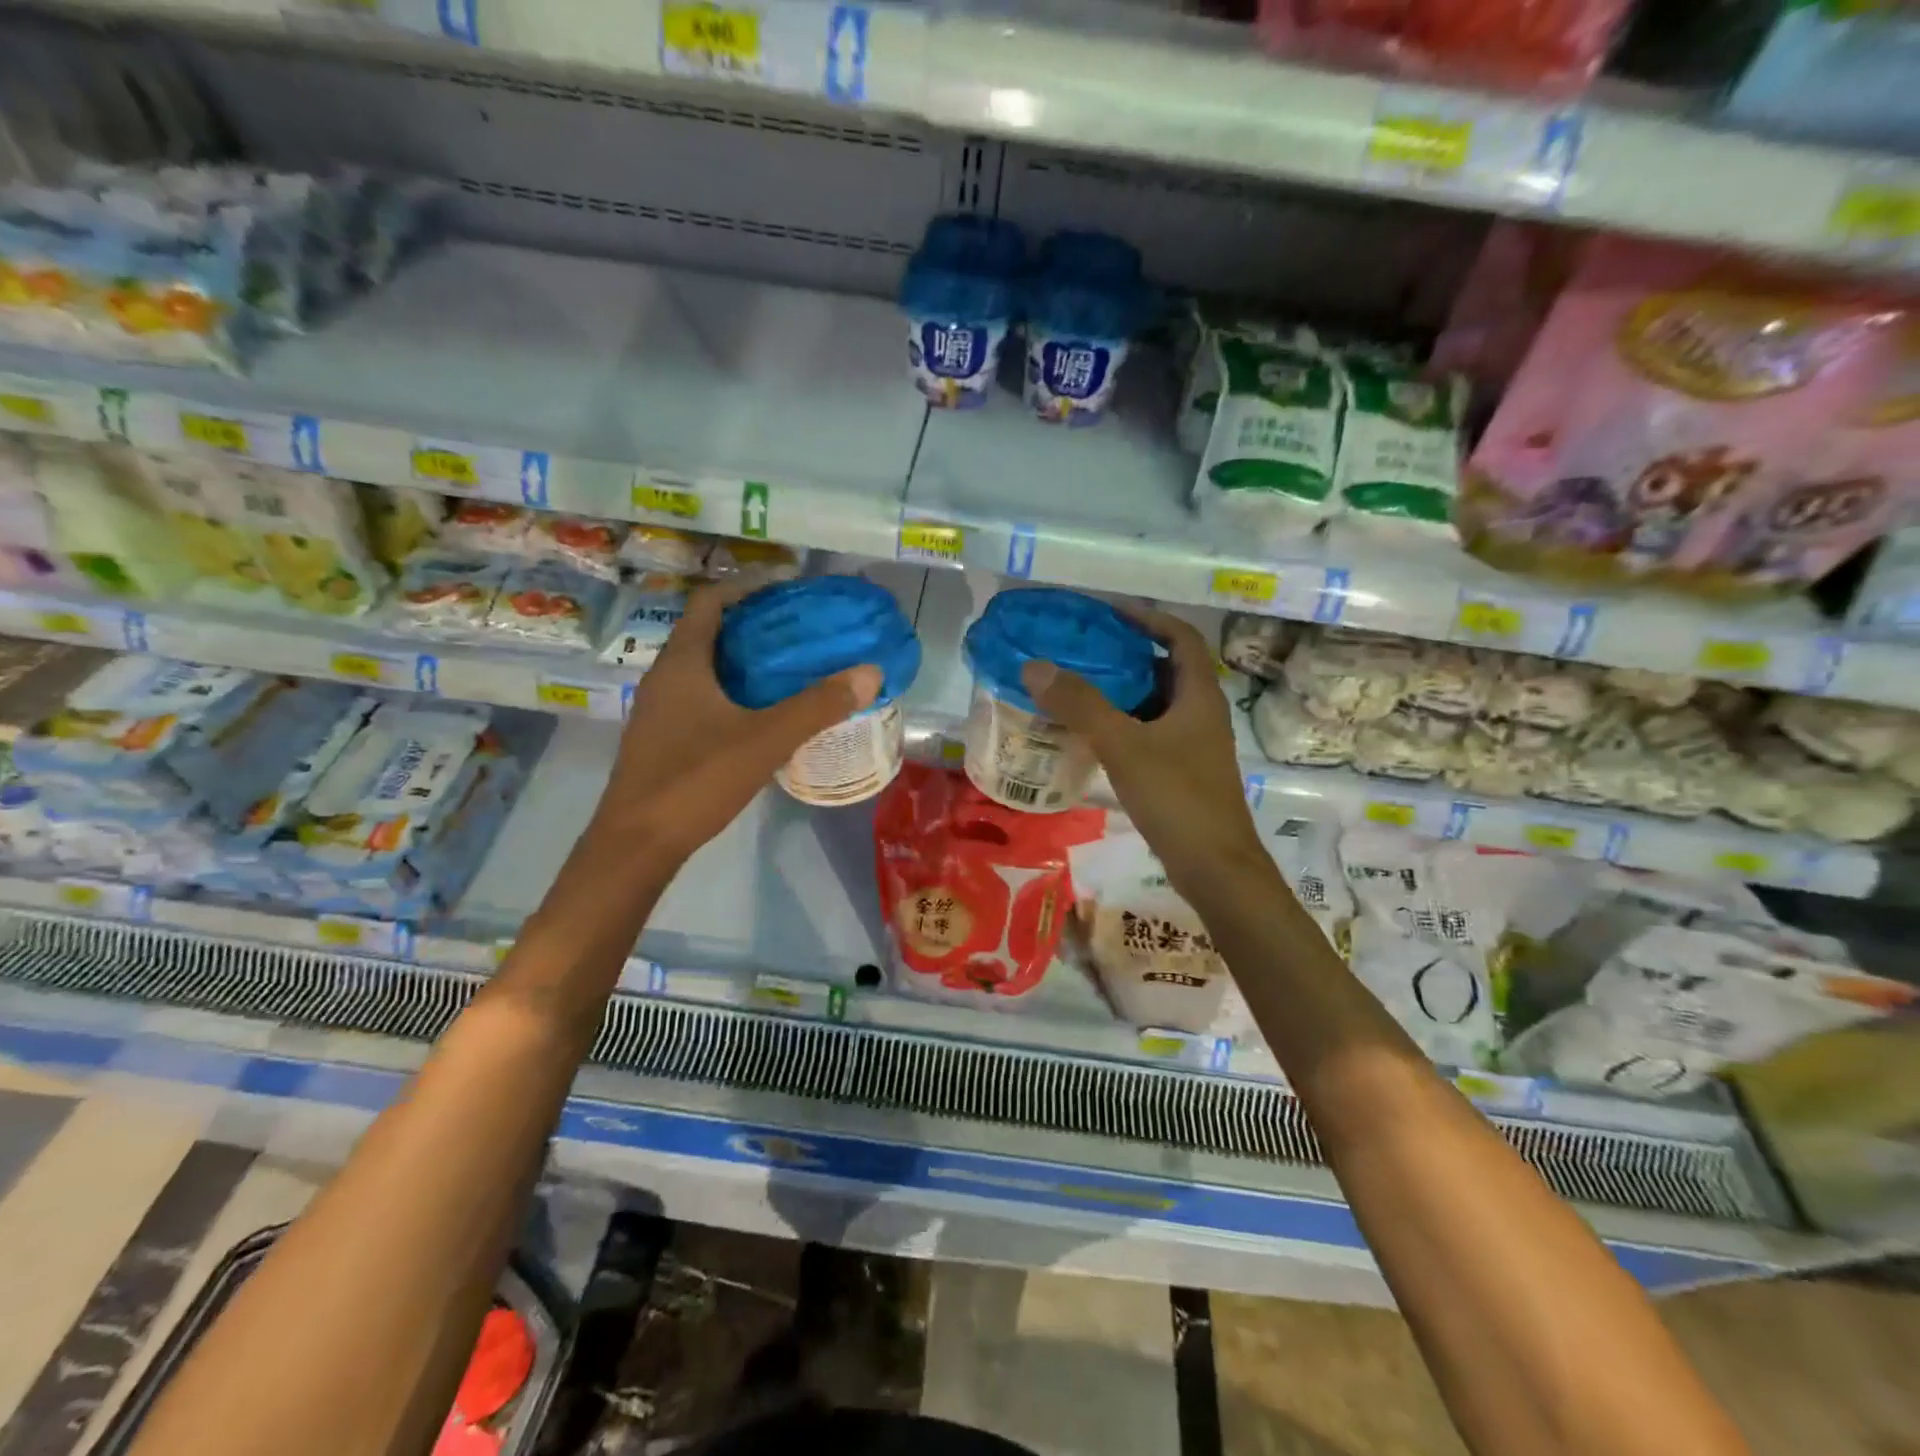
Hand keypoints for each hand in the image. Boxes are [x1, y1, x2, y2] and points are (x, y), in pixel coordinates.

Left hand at [598, 582, 881, 863]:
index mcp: (683, 662)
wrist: (638, 843)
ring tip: (790, 669)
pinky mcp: (664, 739)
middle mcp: (666, 677)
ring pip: (706, 669)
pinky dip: (734, 693)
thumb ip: (818, 706)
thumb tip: (869, 672)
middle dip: (754, 626)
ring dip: (744, 662)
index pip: (710, 602)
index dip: (747, 588)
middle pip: (709, 633)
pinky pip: (702, 698)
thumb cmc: (696, 779)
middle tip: (801, 632)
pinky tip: (763, 715)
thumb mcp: (766, 739)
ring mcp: (661, 710)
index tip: (788, 591)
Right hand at [1020, 608, 1263, 897]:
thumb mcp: (1123, 746)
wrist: (1215, 867)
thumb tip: (1035, 666)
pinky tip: (1091, 735)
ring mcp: (1194, 745)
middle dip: (1127, 654)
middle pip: (1166, 668)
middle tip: (1083, 649)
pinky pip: (1150, 733)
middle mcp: (1201, 713)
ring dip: (1122, 691)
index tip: (1108, 613)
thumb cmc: (1177, 797)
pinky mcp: (1183, 772)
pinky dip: (1123, 724)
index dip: (1148, 618)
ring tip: (1078, 686)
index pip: (1181, 637)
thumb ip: (1080, 705)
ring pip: (1156, 704)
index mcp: (1199, 695)